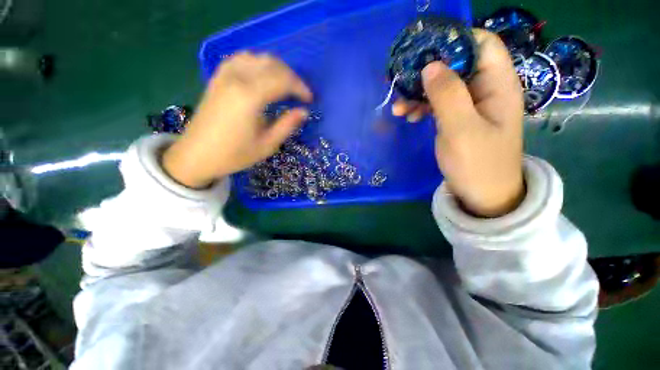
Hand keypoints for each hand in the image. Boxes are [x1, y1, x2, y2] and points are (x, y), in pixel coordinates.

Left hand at [163, 52, 312, 187]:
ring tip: (285, 85)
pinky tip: (263, 76)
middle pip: (272, 64)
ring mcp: (225, 75)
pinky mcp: (218, 78)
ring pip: (257, 57)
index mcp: (250, 97)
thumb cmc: (234, 154)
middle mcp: (237, 78)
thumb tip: (304, 112)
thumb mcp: (267, 145)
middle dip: (292, 77)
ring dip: (276, 68)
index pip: (283, 80)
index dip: (300, 87)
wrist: (197, 155)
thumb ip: (287, 125)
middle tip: (300, 94)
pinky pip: (241, 59)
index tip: (310, 99)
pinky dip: (258, 64)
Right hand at [393, 29, 524, 216]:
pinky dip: (422, 107)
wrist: (482, 194)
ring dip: (420, 93)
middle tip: (402, 83)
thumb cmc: (477, 164)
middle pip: (457, 64)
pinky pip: (439, 103)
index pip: (481, 43)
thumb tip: (430, 65)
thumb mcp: (460, 129)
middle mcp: (486, 89)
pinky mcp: (459, 118)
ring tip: (399, 108)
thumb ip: (447, 95)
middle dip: (428, 72)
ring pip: (444, 85)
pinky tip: (409, 116)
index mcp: (497, 84)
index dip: (454, 41)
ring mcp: (471, 105)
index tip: (424, 53)